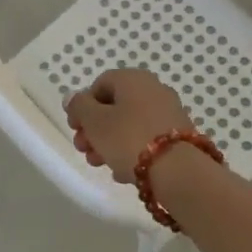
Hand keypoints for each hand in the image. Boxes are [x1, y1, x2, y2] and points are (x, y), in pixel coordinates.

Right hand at [64, 69, 193, 181]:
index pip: (99, 85)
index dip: (82, 107)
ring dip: (110, 143)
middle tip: (84, 151)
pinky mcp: (179, 135)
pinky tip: (124, 172)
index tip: (75, 129)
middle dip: (95, 130)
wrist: (179, 170)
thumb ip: (79, 107)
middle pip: (114, 106)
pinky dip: (132, 151)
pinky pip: (147, 138)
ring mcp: (168, 111)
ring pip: (130, 124)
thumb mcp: (95, 122)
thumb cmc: (129, 139)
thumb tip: (73, 97)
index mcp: (132, 78)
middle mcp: (152, 88)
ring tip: (101, 165)